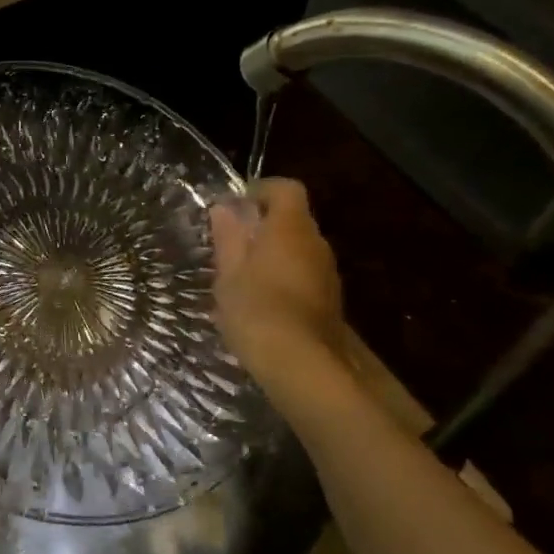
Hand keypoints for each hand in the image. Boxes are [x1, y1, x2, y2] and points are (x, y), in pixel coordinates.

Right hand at [208, 179, 346, 382]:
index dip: (262, 190)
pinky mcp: (329, 299)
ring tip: (241, 277)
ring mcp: (327, 273)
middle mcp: (316, 243)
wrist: (301, 364)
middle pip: (293, 219)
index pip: (286, 189)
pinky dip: (284, 277)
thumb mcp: (228, 274)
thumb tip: (224, 208)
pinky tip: (261, 302)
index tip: (236, 206)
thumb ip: (228, 238)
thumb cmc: (256, 310)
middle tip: (230, 245)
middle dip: (263, 226)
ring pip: (298, 249)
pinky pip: (304, 274)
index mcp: (290, 228)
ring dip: (273, 254)